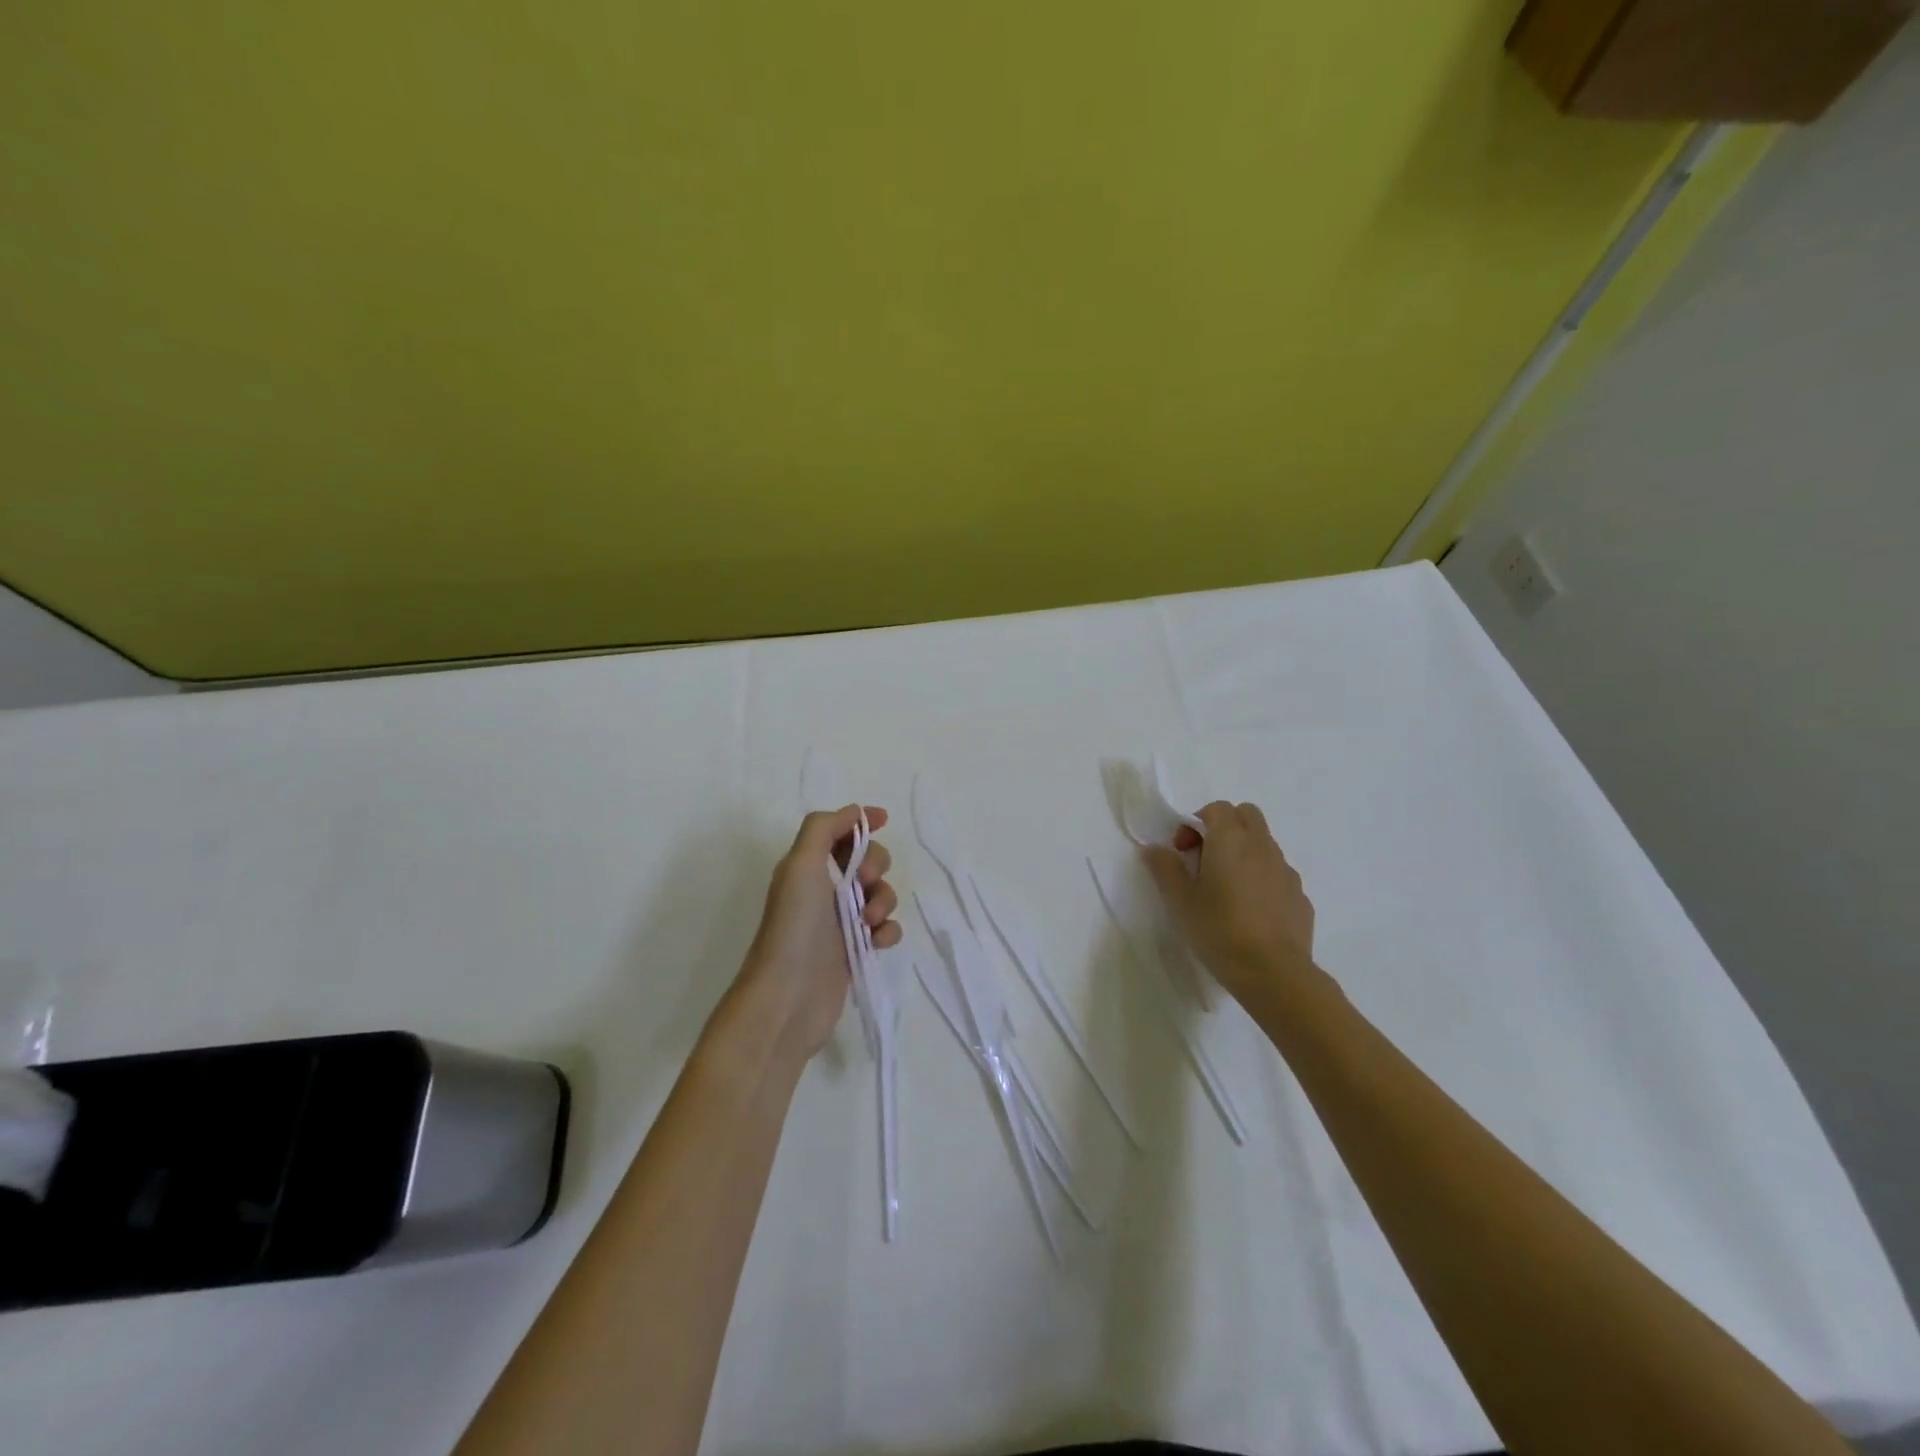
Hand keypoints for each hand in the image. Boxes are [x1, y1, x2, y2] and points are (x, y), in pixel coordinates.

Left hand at [736, 805, 901, 1063]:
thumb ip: (823, 829)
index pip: (839, 833)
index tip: (883, 819)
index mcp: (808, 867)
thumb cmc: (794, 924)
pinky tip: (877, 942)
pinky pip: (885, 929)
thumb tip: (854, 812)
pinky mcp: (855, 951)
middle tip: (864, 882)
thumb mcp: (801, 864)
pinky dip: (888, 930)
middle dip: (876, 864)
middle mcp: (823, 890)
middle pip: (867, 861)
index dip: (861, 823)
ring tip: (868, 921)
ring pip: (881, 894)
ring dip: (884, 900)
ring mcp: (841, 922)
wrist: (789, 996)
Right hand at [1142, 801, 1315, 1005]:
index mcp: (1230, 840)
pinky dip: (1262, 880)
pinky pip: (1278, 875)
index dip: (1196, 823)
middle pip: (1246, 815)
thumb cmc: (1219, 929)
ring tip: (1227, 890)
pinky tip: (1251, 912)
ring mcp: (1286, 871)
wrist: (1273, 973)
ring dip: (1244, 853)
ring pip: (1264, 844)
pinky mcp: (1300, 896)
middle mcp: (1262, 846)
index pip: (1216, 808)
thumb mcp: (1180, 900)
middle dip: (1224, 827)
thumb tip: (1153, 848)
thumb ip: (1164, 868)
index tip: (1183, 851)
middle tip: (1205, 859)